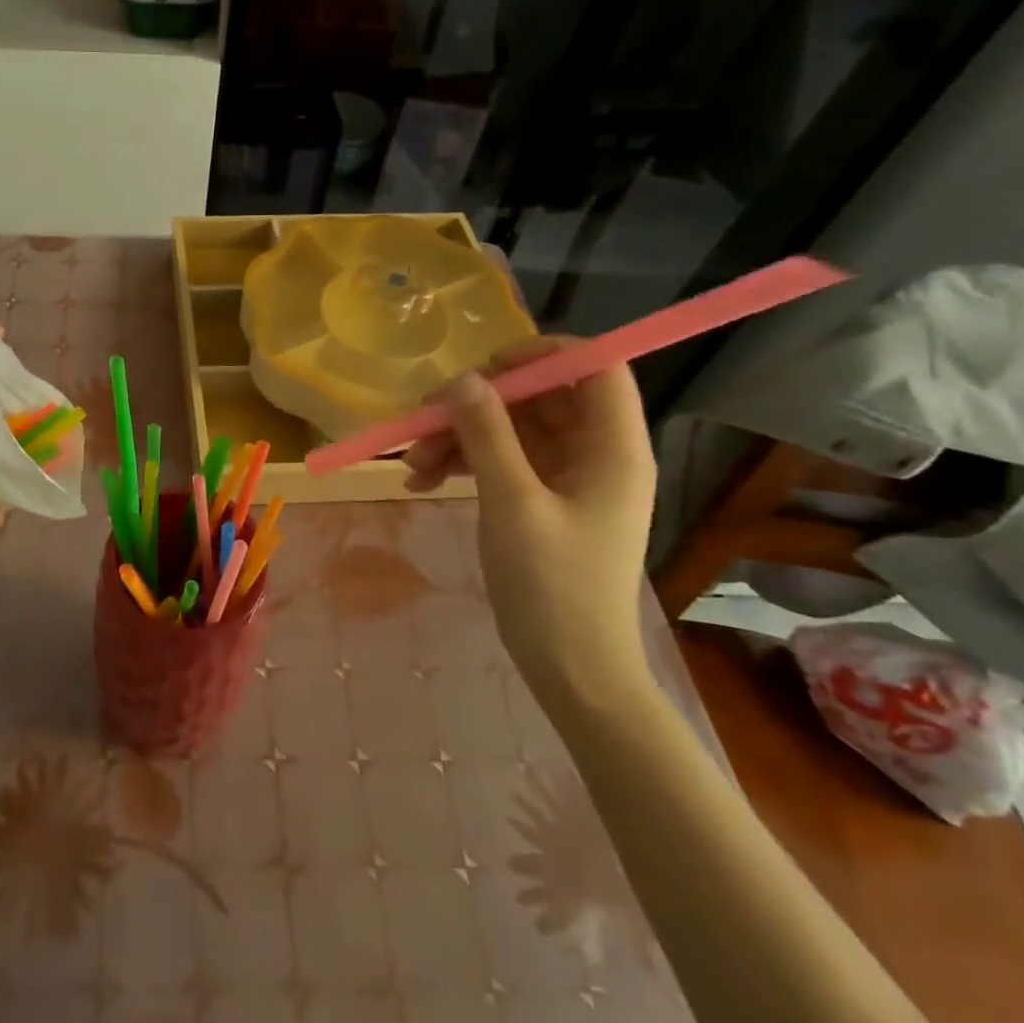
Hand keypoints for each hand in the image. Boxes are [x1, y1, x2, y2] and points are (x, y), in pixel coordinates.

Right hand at [403, 336, 656, 697]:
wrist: (571, 669)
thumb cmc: (553, 586)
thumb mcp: (513, 503)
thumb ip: (488, 434)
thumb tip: (462, 379)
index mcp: (612, 448)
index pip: (596, 367)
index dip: (545, 353)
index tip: (486, 367)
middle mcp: (593, 453)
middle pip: (540, 396)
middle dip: (479, 402)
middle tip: (427, 415)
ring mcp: (565, 477)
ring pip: (510, 428)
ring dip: (459, 435)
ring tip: (411, 461)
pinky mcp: (540, 498)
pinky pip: (499, 459)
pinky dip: (462, 462)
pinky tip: (421, 479)